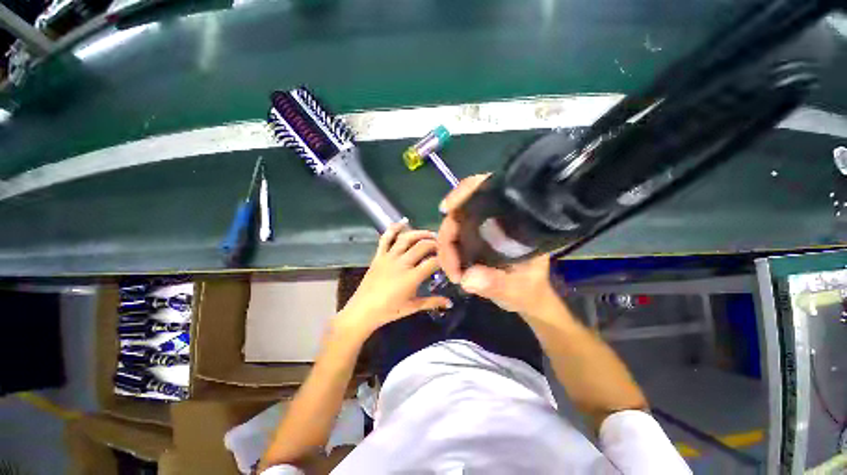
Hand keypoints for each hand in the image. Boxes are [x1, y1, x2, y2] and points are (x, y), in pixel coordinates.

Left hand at [338, 222, 451, 334]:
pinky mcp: (379, 255)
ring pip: (406, 238)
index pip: (433, 262)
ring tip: (430, 234)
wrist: (362, 311)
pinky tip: (403, 222)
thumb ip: (433, 302)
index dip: (444, 259)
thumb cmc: (389, 311)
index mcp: (411, 277)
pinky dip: (394, 228)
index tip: (449, 260)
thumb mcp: (413, 307)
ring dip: (420, 233)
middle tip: (442, 246)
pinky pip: (386, 238)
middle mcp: (402, 263)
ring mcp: (389, 257)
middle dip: (435, 243)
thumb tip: (450, 302)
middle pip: (422, 246)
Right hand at [436, 175, 558, 315]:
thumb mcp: (517, 289)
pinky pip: (454, 235)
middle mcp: (498, 218)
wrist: (530, 297)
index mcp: (517, 220)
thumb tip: (466, 278)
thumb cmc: (530, 290)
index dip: (464, 192)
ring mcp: (484, 227)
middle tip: (450, 266)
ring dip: (446, 245)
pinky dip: (448, 248)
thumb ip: (495, 284)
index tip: (447, 208)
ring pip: (454, 224)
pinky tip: (451, 264)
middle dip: (448, 235)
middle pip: (462, 210)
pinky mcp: (476, 237)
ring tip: (452, 270)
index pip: (488, 190)